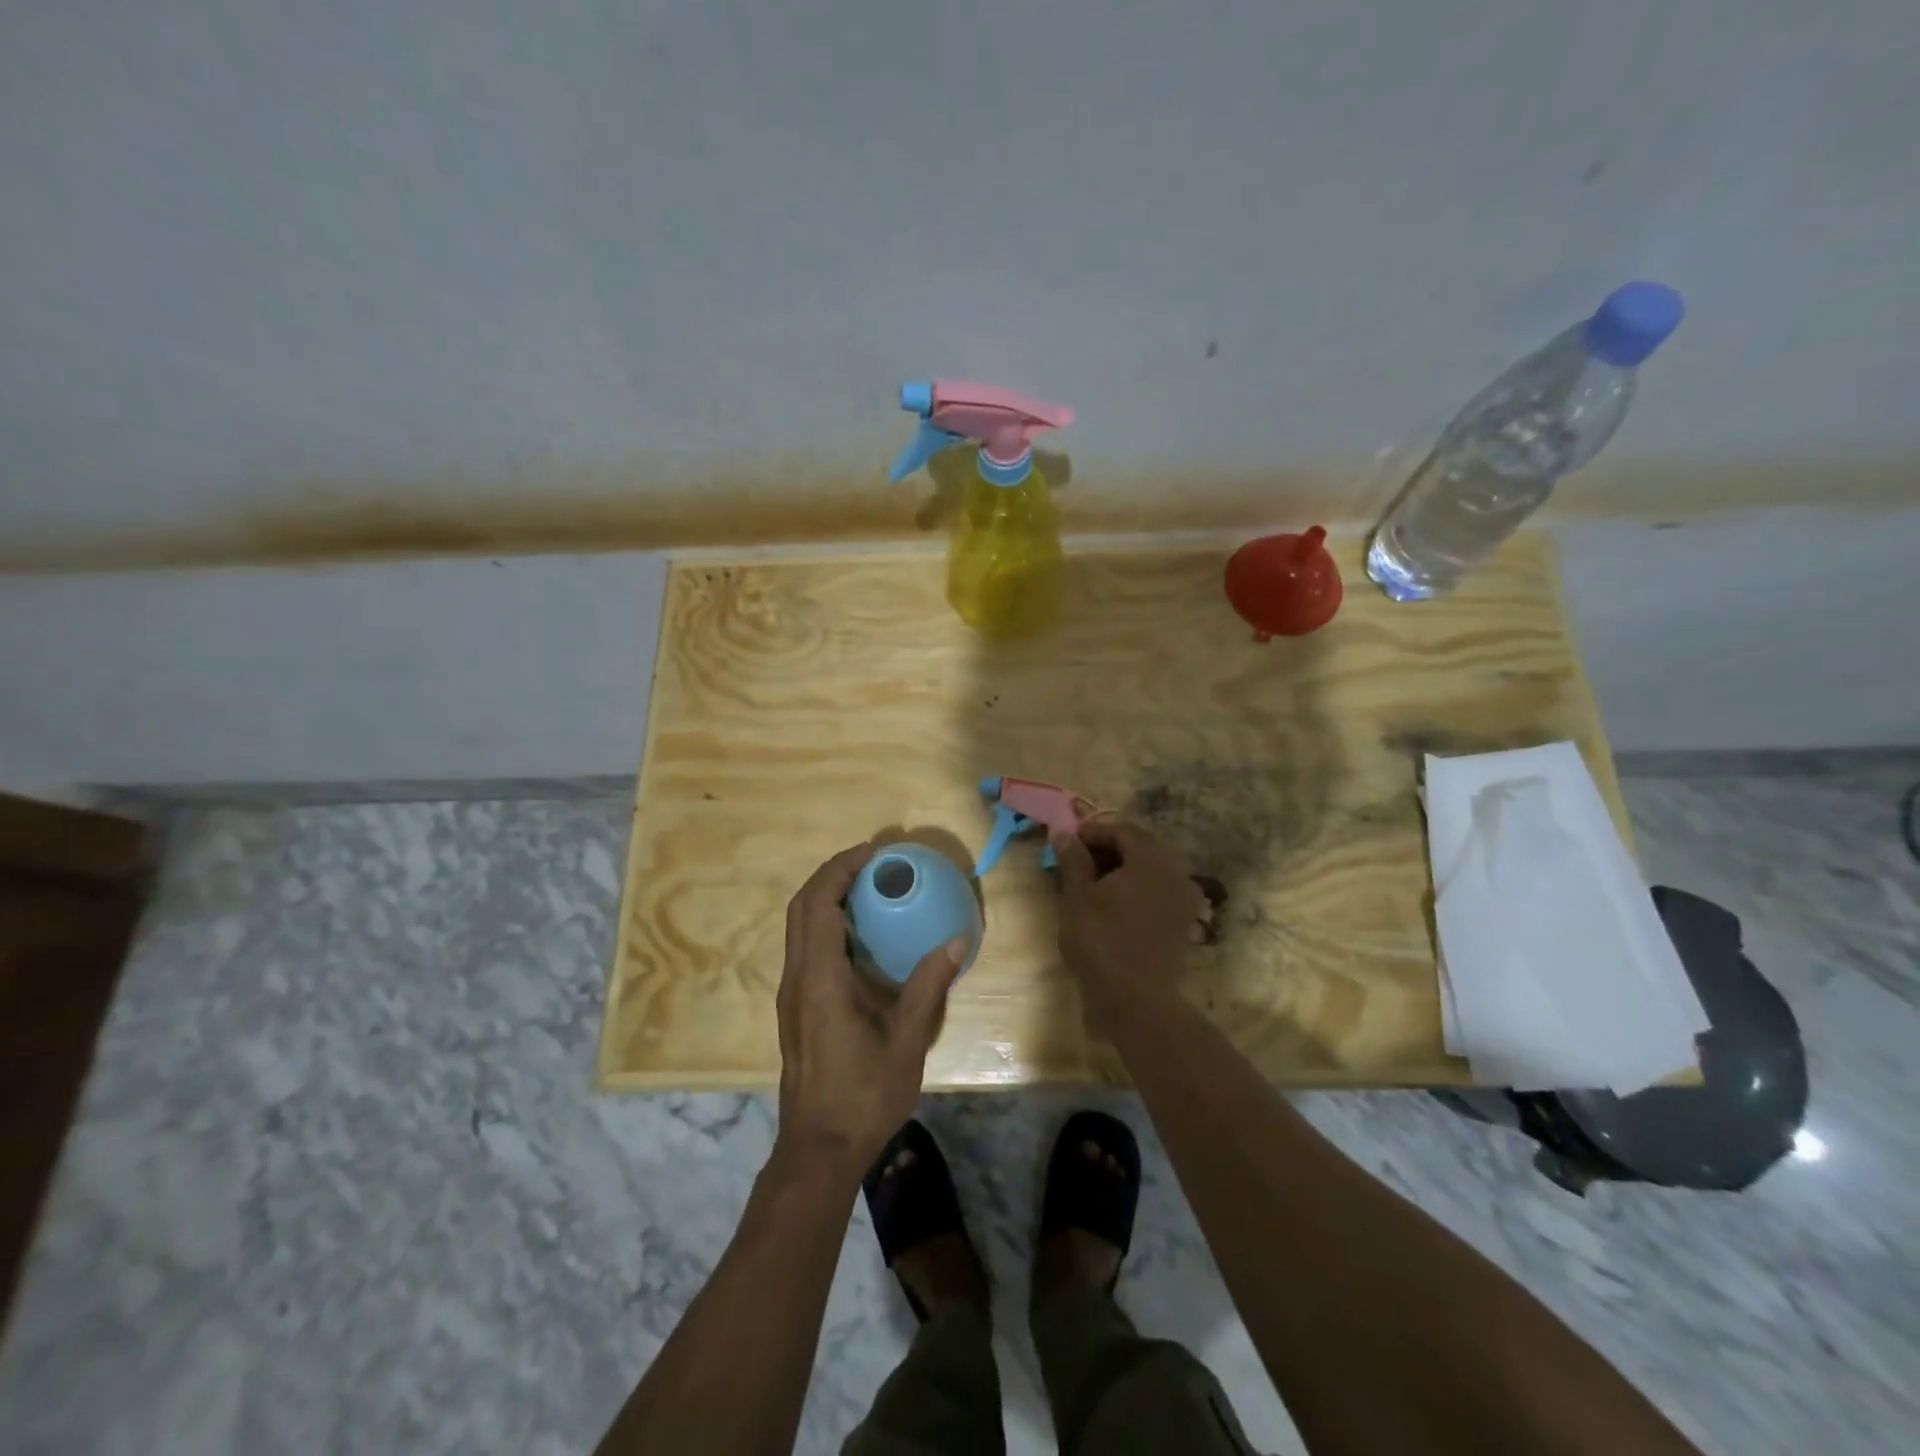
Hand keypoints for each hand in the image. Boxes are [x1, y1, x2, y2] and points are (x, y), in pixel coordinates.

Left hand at [774, 843, 966, 1181]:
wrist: (819, 1149)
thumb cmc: (863, 1096)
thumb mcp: (907, 1042)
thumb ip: (928, 987)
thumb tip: (957, 940)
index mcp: (820, 980)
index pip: (818, 905)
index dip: (840, 869)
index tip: (872, 851)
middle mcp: (798, 978)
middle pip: (801, 907)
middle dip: (832, 874)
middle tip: (872, 861)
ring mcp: (792, 993)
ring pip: (798, 926)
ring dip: (826, 896)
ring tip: (868, 886)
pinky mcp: (795, 1006)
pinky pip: (805, 946)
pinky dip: (826, 922)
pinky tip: (861, 933)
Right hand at [1050, 821, 1205, 1006]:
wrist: (1137, 1001)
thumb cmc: (1101, 942)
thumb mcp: (1077, 897)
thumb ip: (1073, 859)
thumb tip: (1062, 831)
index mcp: (1151, 859)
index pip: (1123, 830)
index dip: (1093, 832)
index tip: (1068, 844)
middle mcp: (1175, 872)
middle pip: (1141, 847)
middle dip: (1109, 849)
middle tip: (1078, 863)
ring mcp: (1184, 898)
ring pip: (1152, 869)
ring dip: (1123, 869)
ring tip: (1093, 885)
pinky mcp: (1184, 921)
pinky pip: (1160, 890)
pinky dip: (1138, 888)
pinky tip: (1115, 904)